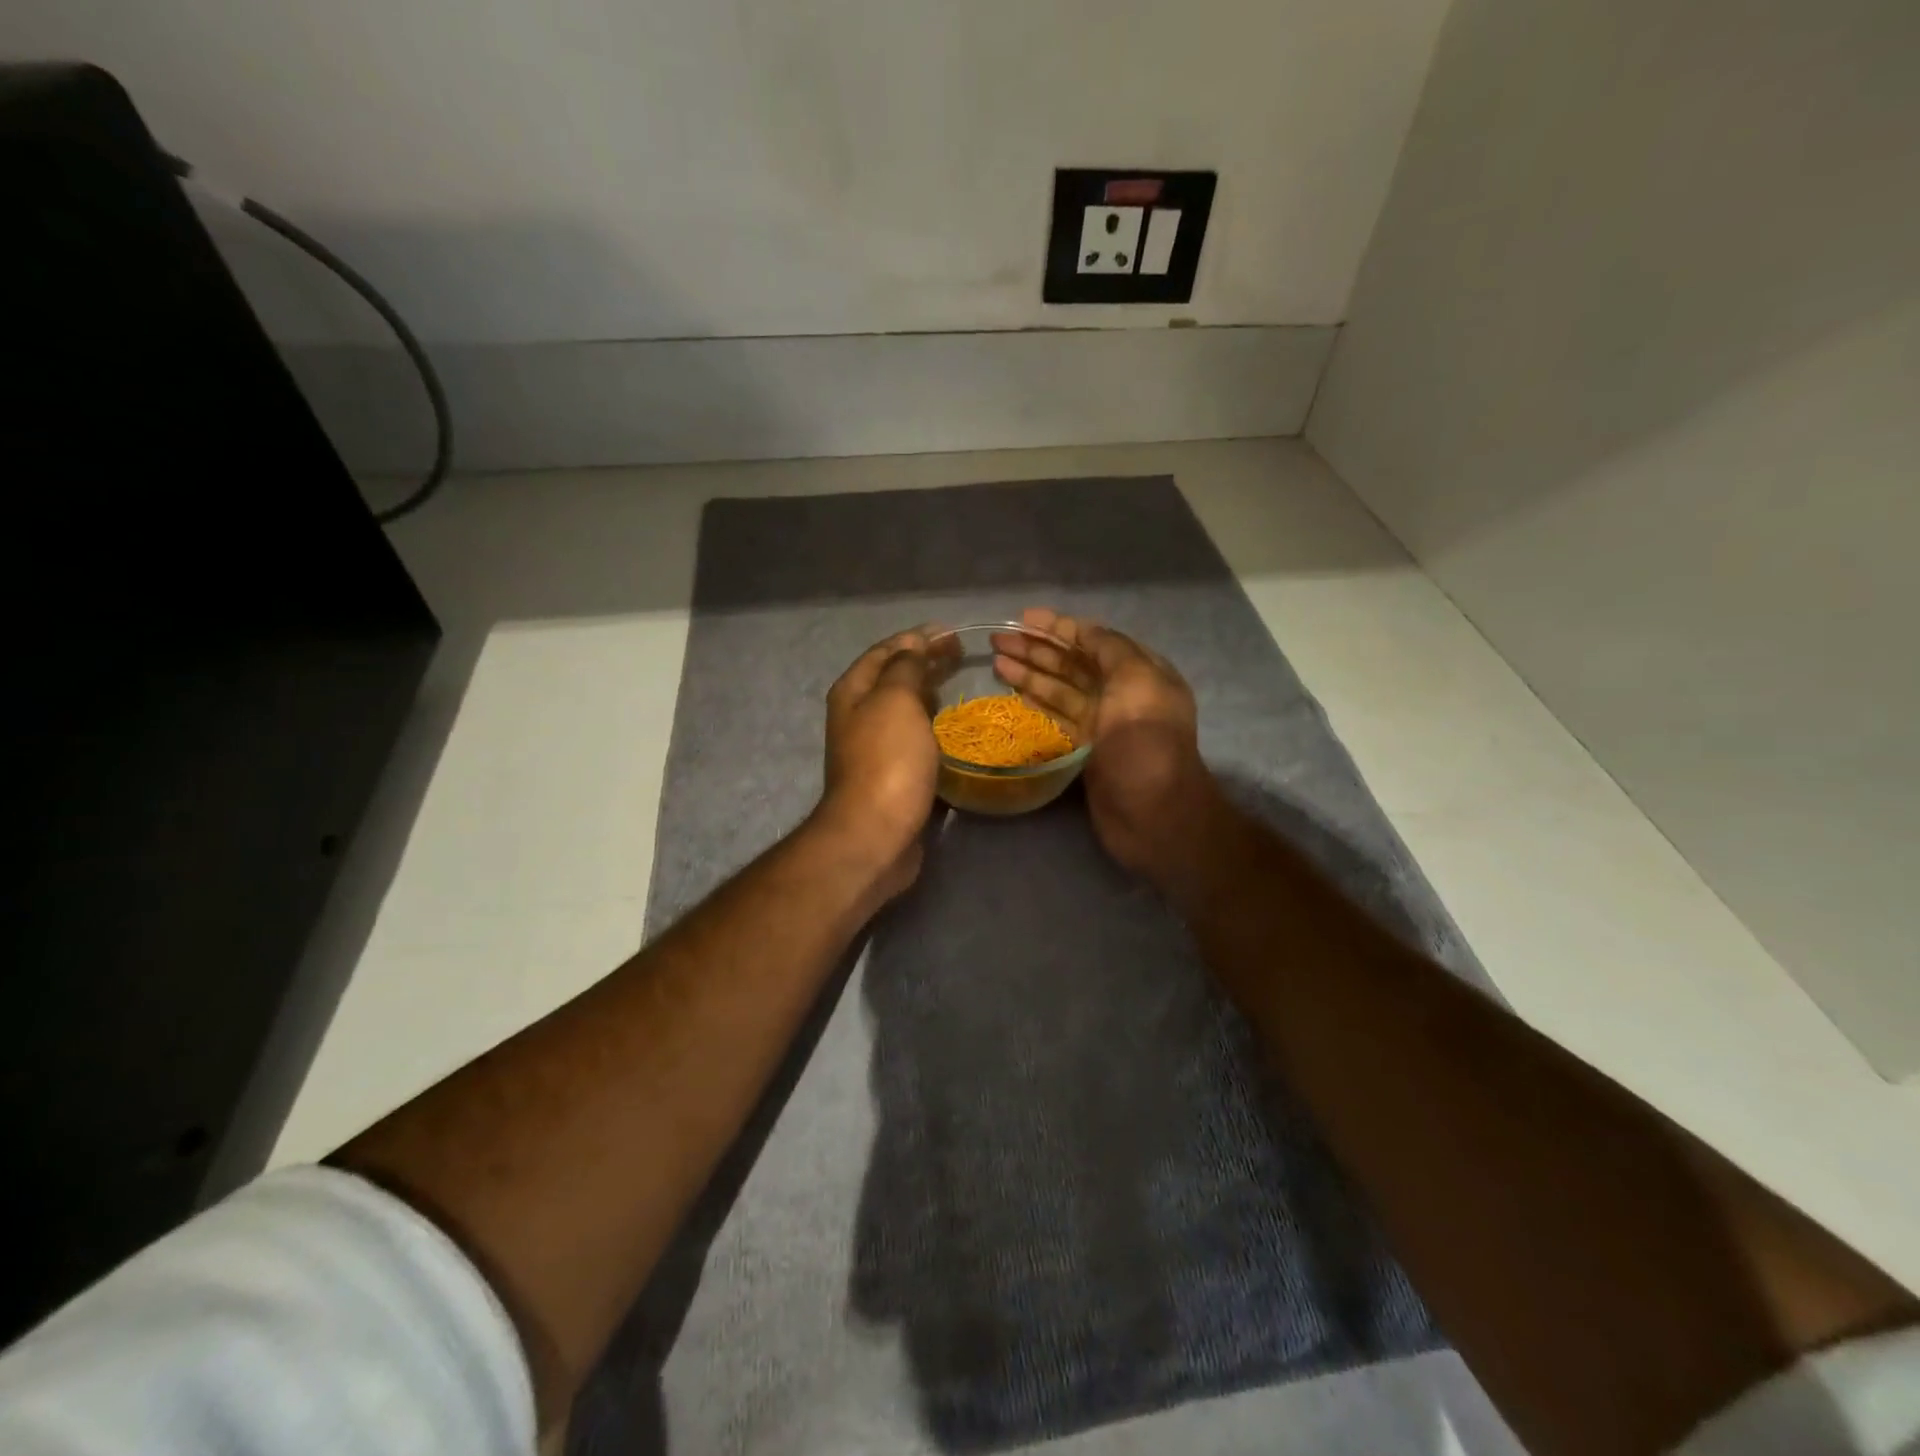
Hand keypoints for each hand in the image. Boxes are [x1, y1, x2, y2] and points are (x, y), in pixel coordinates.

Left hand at [815, 629, 940, 898]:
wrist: (876, 833)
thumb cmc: (887, 761)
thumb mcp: (896, 701)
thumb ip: (905, 668)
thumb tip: (913, 645)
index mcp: (853, 692)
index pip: (885, 651)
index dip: (916, 638)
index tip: (952, 632)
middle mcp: (858, 716)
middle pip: (892, 678)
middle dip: (924, 662)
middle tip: (960, 653)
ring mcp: (873, 747)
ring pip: (903, 709)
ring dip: (928, 692)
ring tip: (958, 683)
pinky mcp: (892, 774)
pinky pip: (913, 737)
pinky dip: (931, 724)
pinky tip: (951, 727)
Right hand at [991, 608, 1223, 887]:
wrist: (1153, 813)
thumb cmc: (1145, 741)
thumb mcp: (1136, 681)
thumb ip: (1109, 649)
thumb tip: (1082, 630)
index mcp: (1140, 672)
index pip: (1094, 640)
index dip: (1059, 627)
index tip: (1025, 619)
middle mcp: (1121, 694)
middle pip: (1073, 664)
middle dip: (1037, 649)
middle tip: (998, 640)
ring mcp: (1103, 725)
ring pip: (1061, 691)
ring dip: (1031, 675)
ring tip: (997, 662)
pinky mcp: (1086, 752)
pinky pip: (1057, 719)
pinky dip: (1037, 705)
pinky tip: (1014, 695)